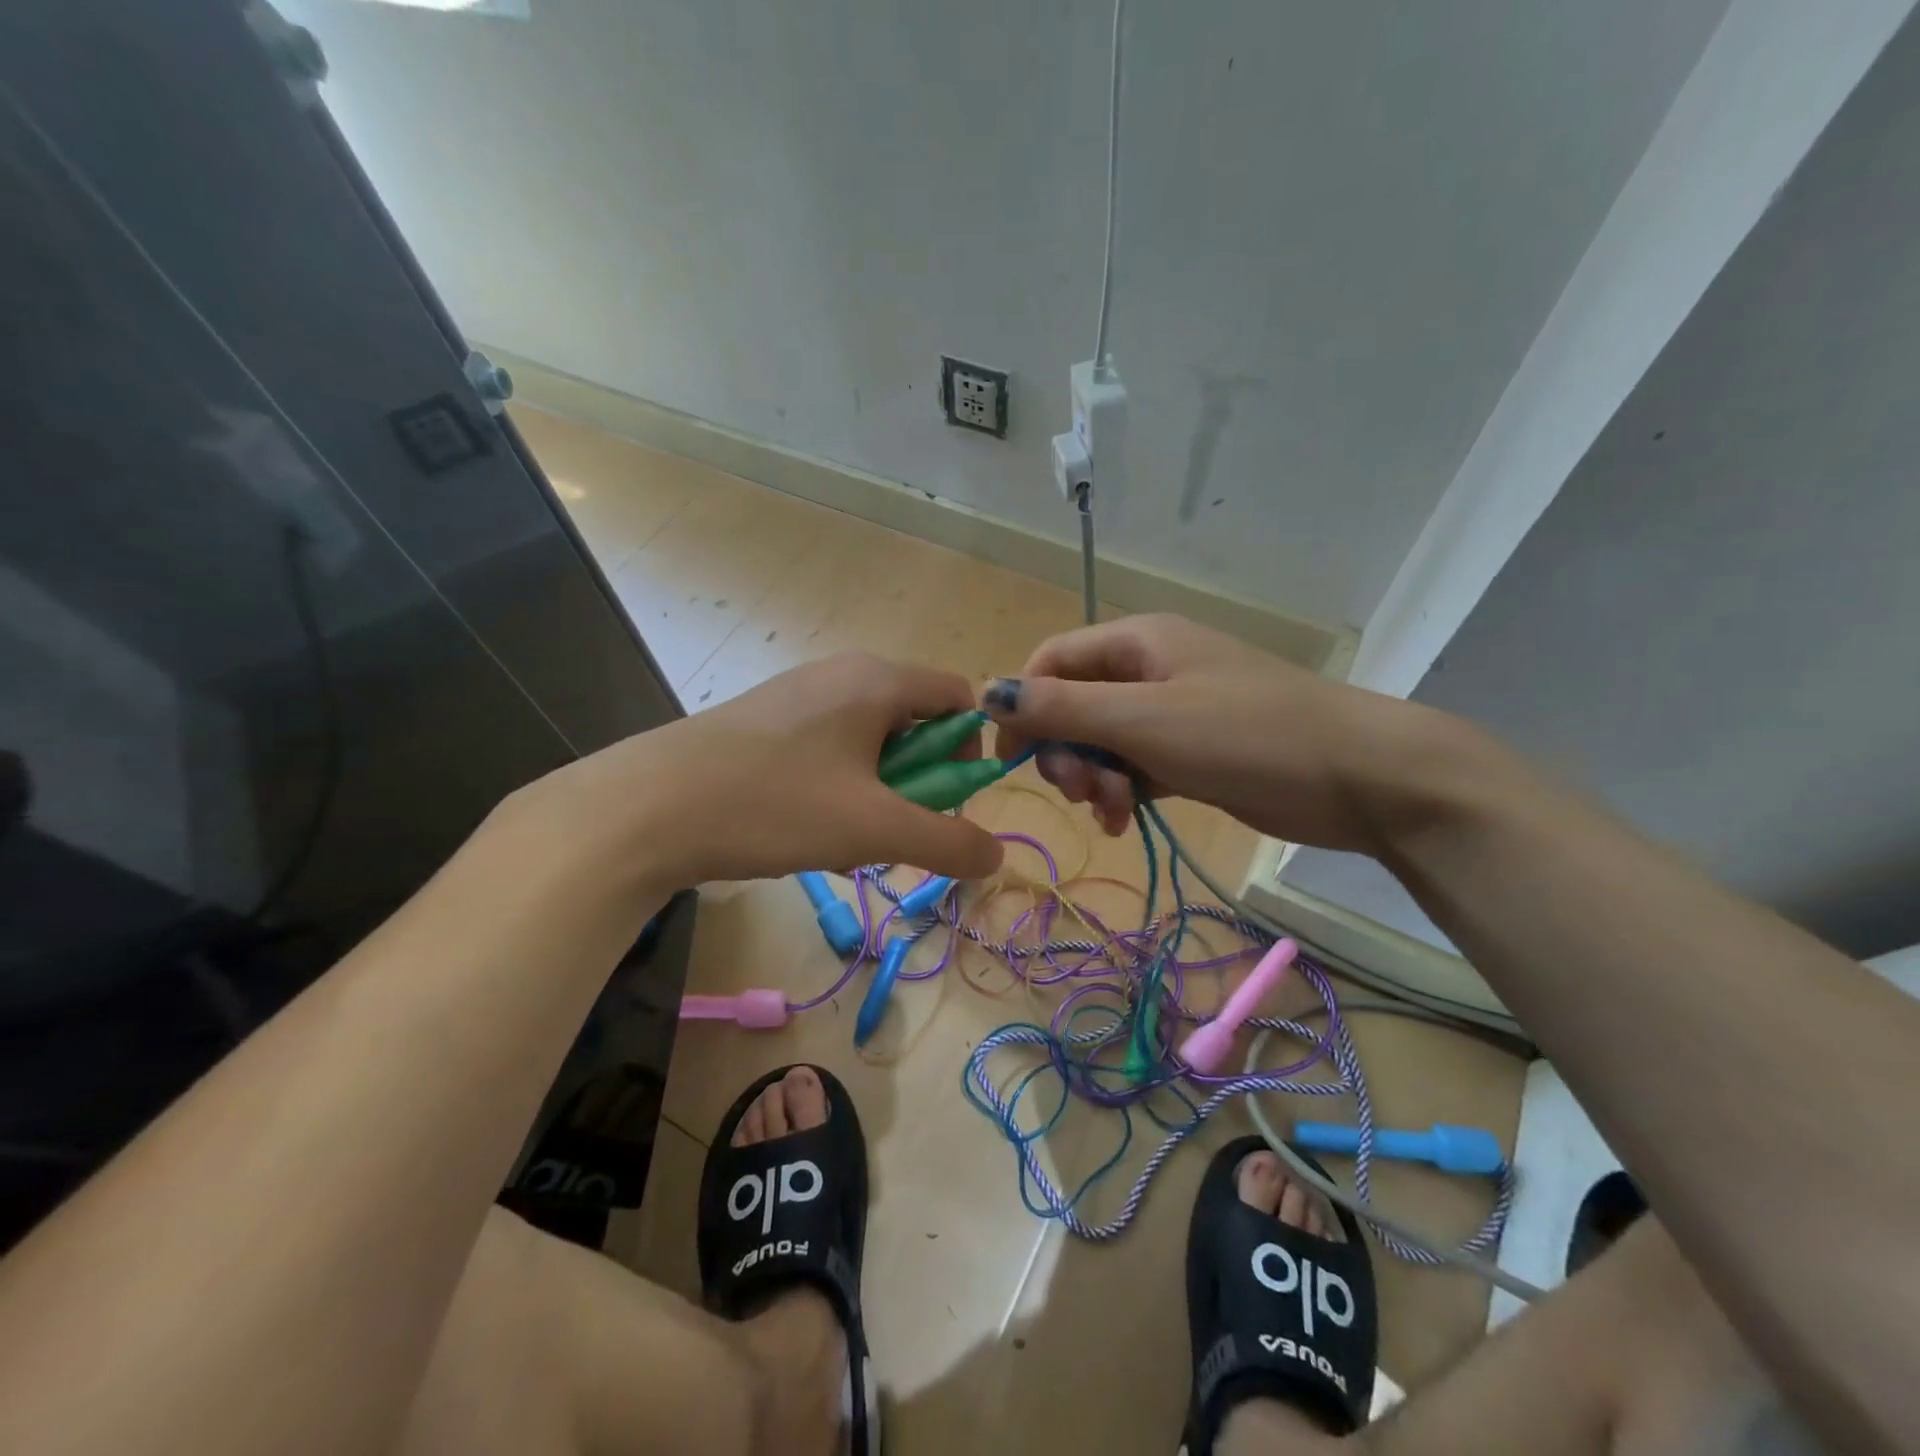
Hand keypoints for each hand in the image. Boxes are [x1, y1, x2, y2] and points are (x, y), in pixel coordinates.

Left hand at [511, 653, 1005, 887]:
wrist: (646, 809)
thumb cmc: (774, 805)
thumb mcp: (873, 829)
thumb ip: (947, 841)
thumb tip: (996, 855)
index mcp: (877, 680)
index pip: (958, 697)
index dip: (969, 750)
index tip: (947, 803)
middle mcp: (841, 673)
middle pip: (913, 722)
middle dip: (917, 783)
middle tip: (890, 831)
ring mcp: (798, 695)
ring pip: (869, 743)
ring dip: (876, 793)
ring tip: (842, 839)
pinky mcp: (765, 721)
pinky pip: (828, 749)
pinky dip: (837, 788)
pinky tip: (803, 828)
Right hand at [985, 615, 1459, 854]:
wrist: (1360, 776)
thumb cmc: (1246, 735)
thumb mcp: (1144, 720)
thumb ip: (1064, 708)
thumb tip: (989, 693)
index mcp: (1136, 642)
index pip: (1051, 661)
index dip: (1023, 705)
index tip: (1011, 758)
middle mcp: (1149, 669)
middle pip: (1073, 704)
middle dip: (1065, 751)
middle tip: (1082, 792)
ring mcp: (1172, 711)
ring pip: (1101, 742)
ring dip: (1093, 778)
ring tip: (1115, 811)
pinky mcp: (1191, 751)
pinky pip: (1134, 766)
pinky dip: (1123, 792)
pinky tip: (1128, 821)